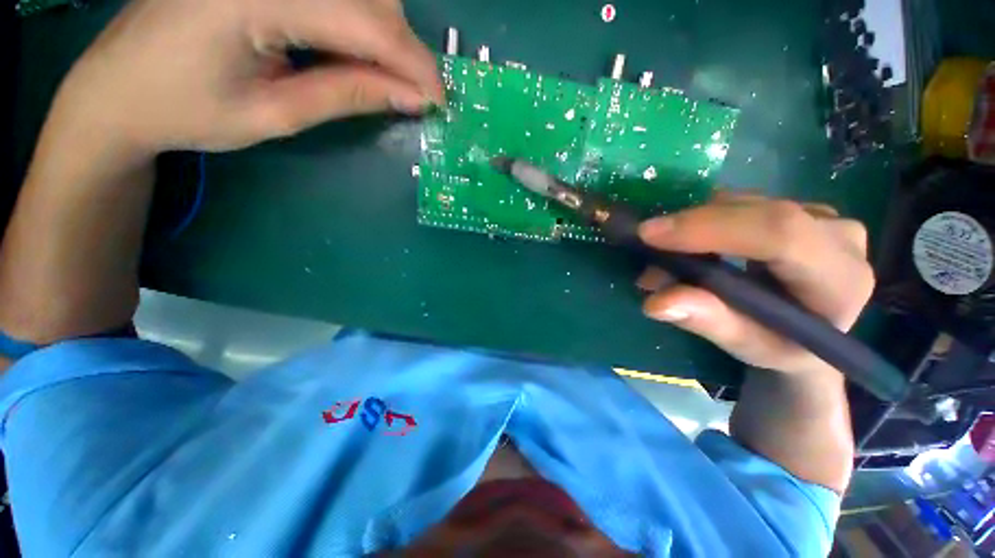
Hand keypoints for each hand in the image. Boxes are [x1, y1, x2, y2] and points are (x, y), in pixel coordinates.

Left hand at [47, 0, 442, 158]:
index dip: (413, 64)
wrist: (118, 87)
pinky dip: (359, 21)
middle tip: (414, 95)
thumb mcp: (274, 115)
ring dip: (385, 34)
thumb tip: (410, 97)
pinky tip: (355, 51)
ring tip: (386, 78)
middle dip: (403, 49)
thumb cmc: (186, 110)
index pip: (365, 22)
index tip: (440, 101)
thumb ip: (346, 96)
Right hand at [637, 192, 874, 376]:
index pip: (778, 234)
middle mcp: (838, 235)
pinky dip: (703, 221)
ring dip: (692, 226)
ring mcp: (821, 215)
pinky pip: (740, 203)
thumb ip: (709, 322)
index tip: (649, 235)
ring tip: (663, 258)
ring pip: (742, 203)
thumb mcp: (746, 346)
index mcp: (840, 278)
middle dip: (690, 227)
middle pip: (755, 212)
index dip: (709, 228)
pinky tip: (688, 245)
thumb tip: (656, 302)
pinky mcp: (796, 208)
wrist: (809, 332)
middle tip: (645, 248)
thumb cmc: (781, 347)